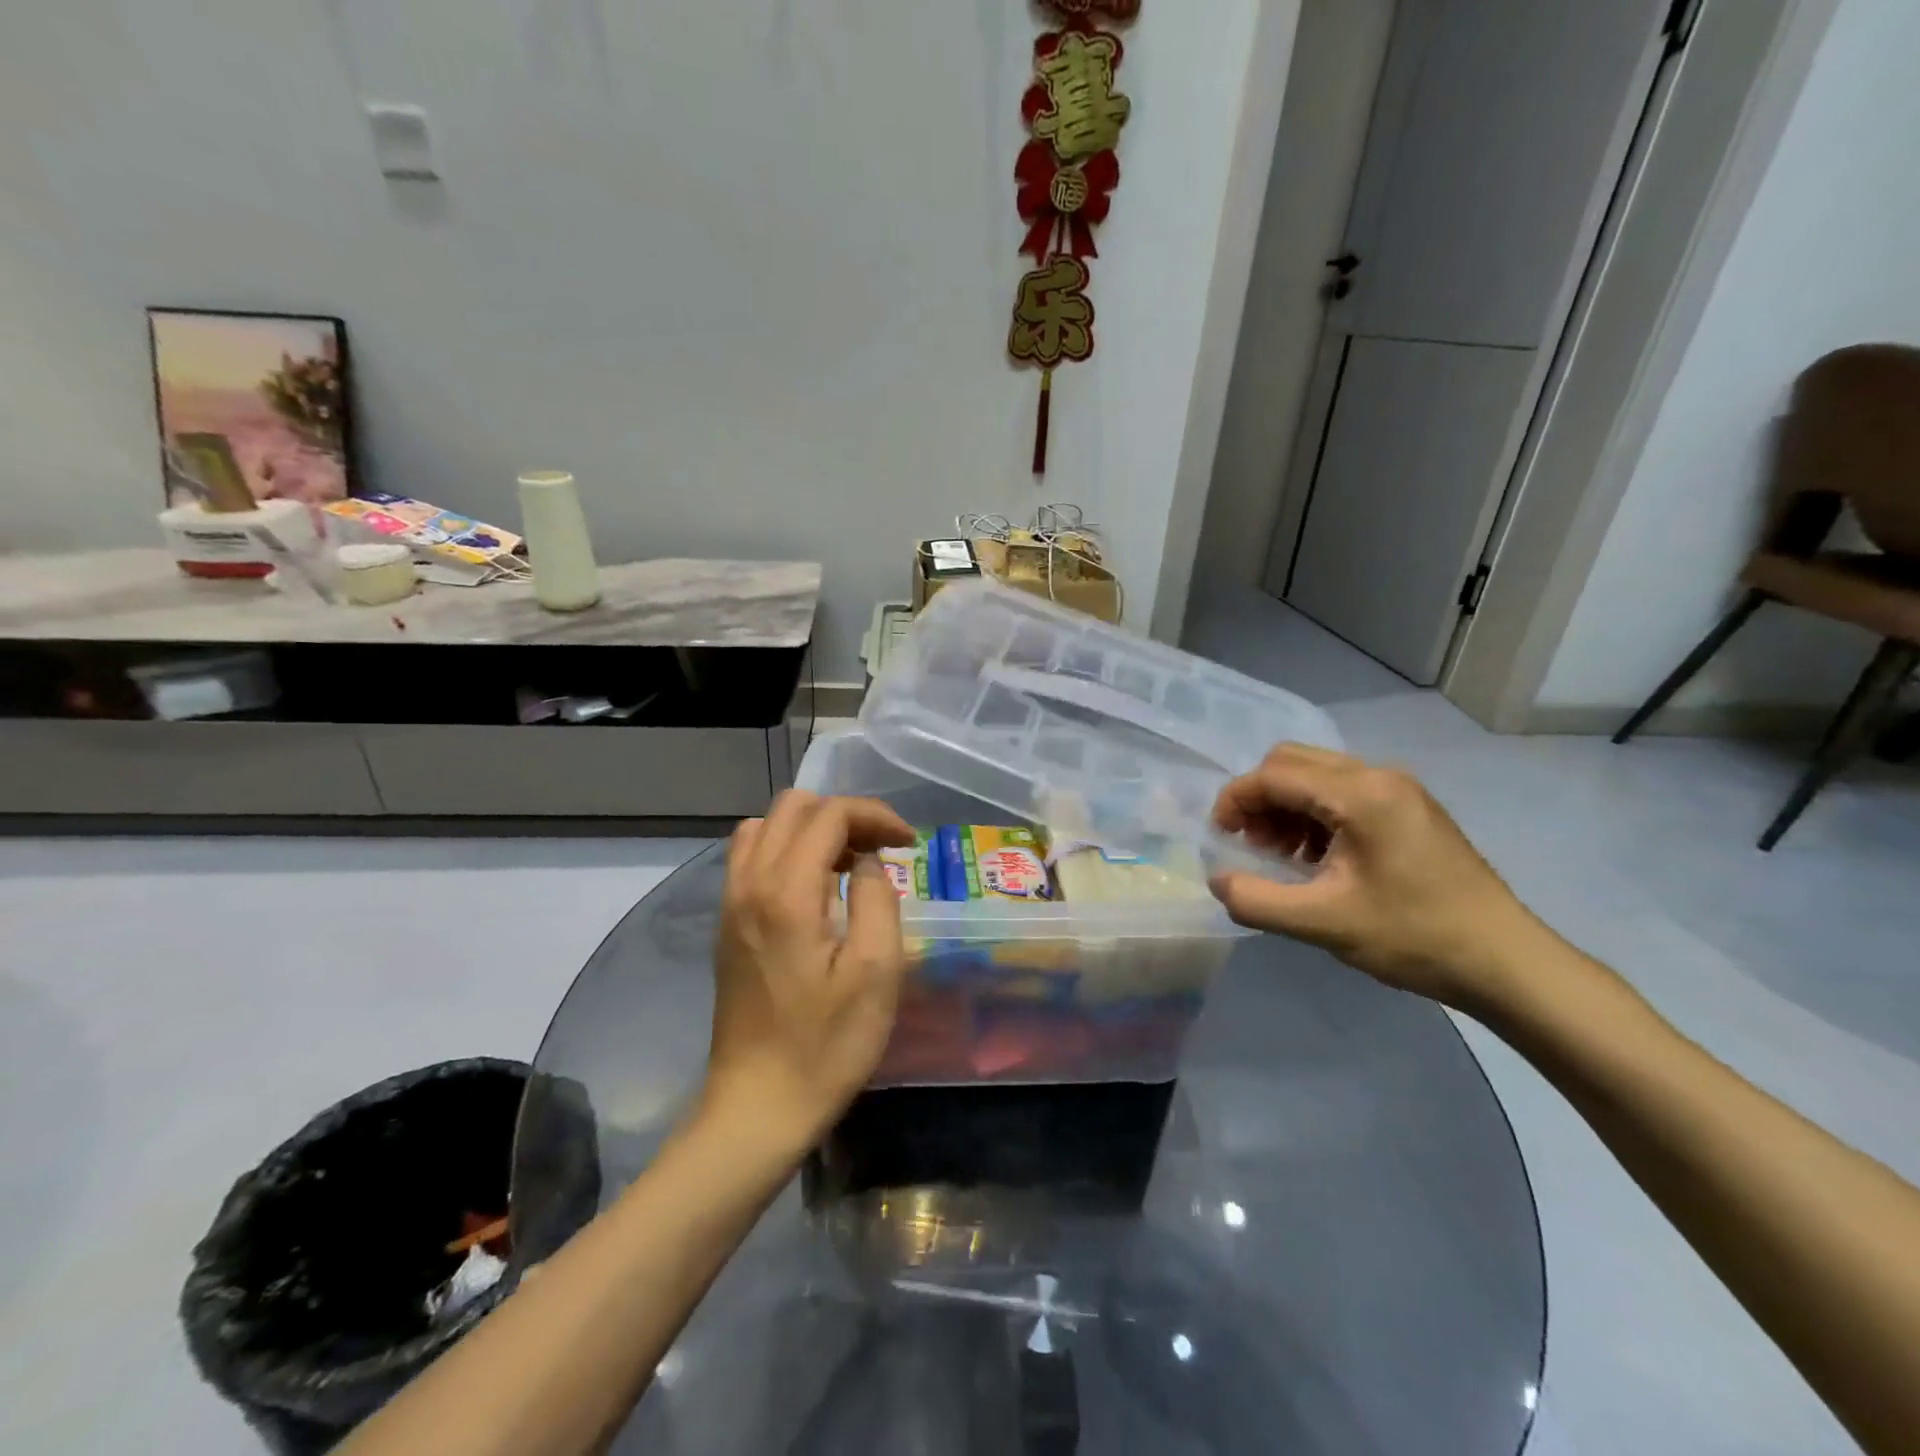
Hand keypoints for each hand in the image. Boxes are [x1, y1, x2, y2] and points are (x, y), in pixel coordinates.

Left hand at [704, 791, 915, 1149]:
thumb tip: (866, 862)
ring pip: (766, 826)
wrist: (757, 1107)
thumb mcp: (876, 973)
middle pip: (793, 807)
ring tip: (848, 863)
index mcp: (787, 893)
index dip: (874, 815)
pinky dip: (787, 849)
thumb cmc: (826, 1045)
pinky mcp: (726, 924)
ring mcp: (731, 904)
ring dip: (812, 829)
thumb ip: (876, 899)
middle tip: (881, 849)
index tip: (908, 843)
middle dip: (844, 815)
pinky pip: (751, 856)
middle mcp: (749, 884)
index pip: (829, 815)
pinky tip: (815, 887)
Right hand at [1209, 744, 1547, 1009]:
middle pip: (1293, 762)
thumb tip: (1218, 881)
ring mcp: (1399, 789)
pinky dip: (1314, 813)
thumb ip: (1258, 901)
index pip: (1274, 776)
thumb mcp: (1323, 924)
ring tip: (1281, 855)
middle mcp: (1378, 776)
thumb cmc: (1413, 937)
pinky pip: (1343, 791)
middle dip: (1260, 798)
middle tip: (1251, 844)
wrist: (1506, 962)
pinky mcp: (1409, 808)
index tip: (1219, 837)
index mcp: (1359, 794)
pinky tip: (1317, 857)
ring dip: (1286, 806)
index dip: (1235, 801)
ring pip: (1317, 774)